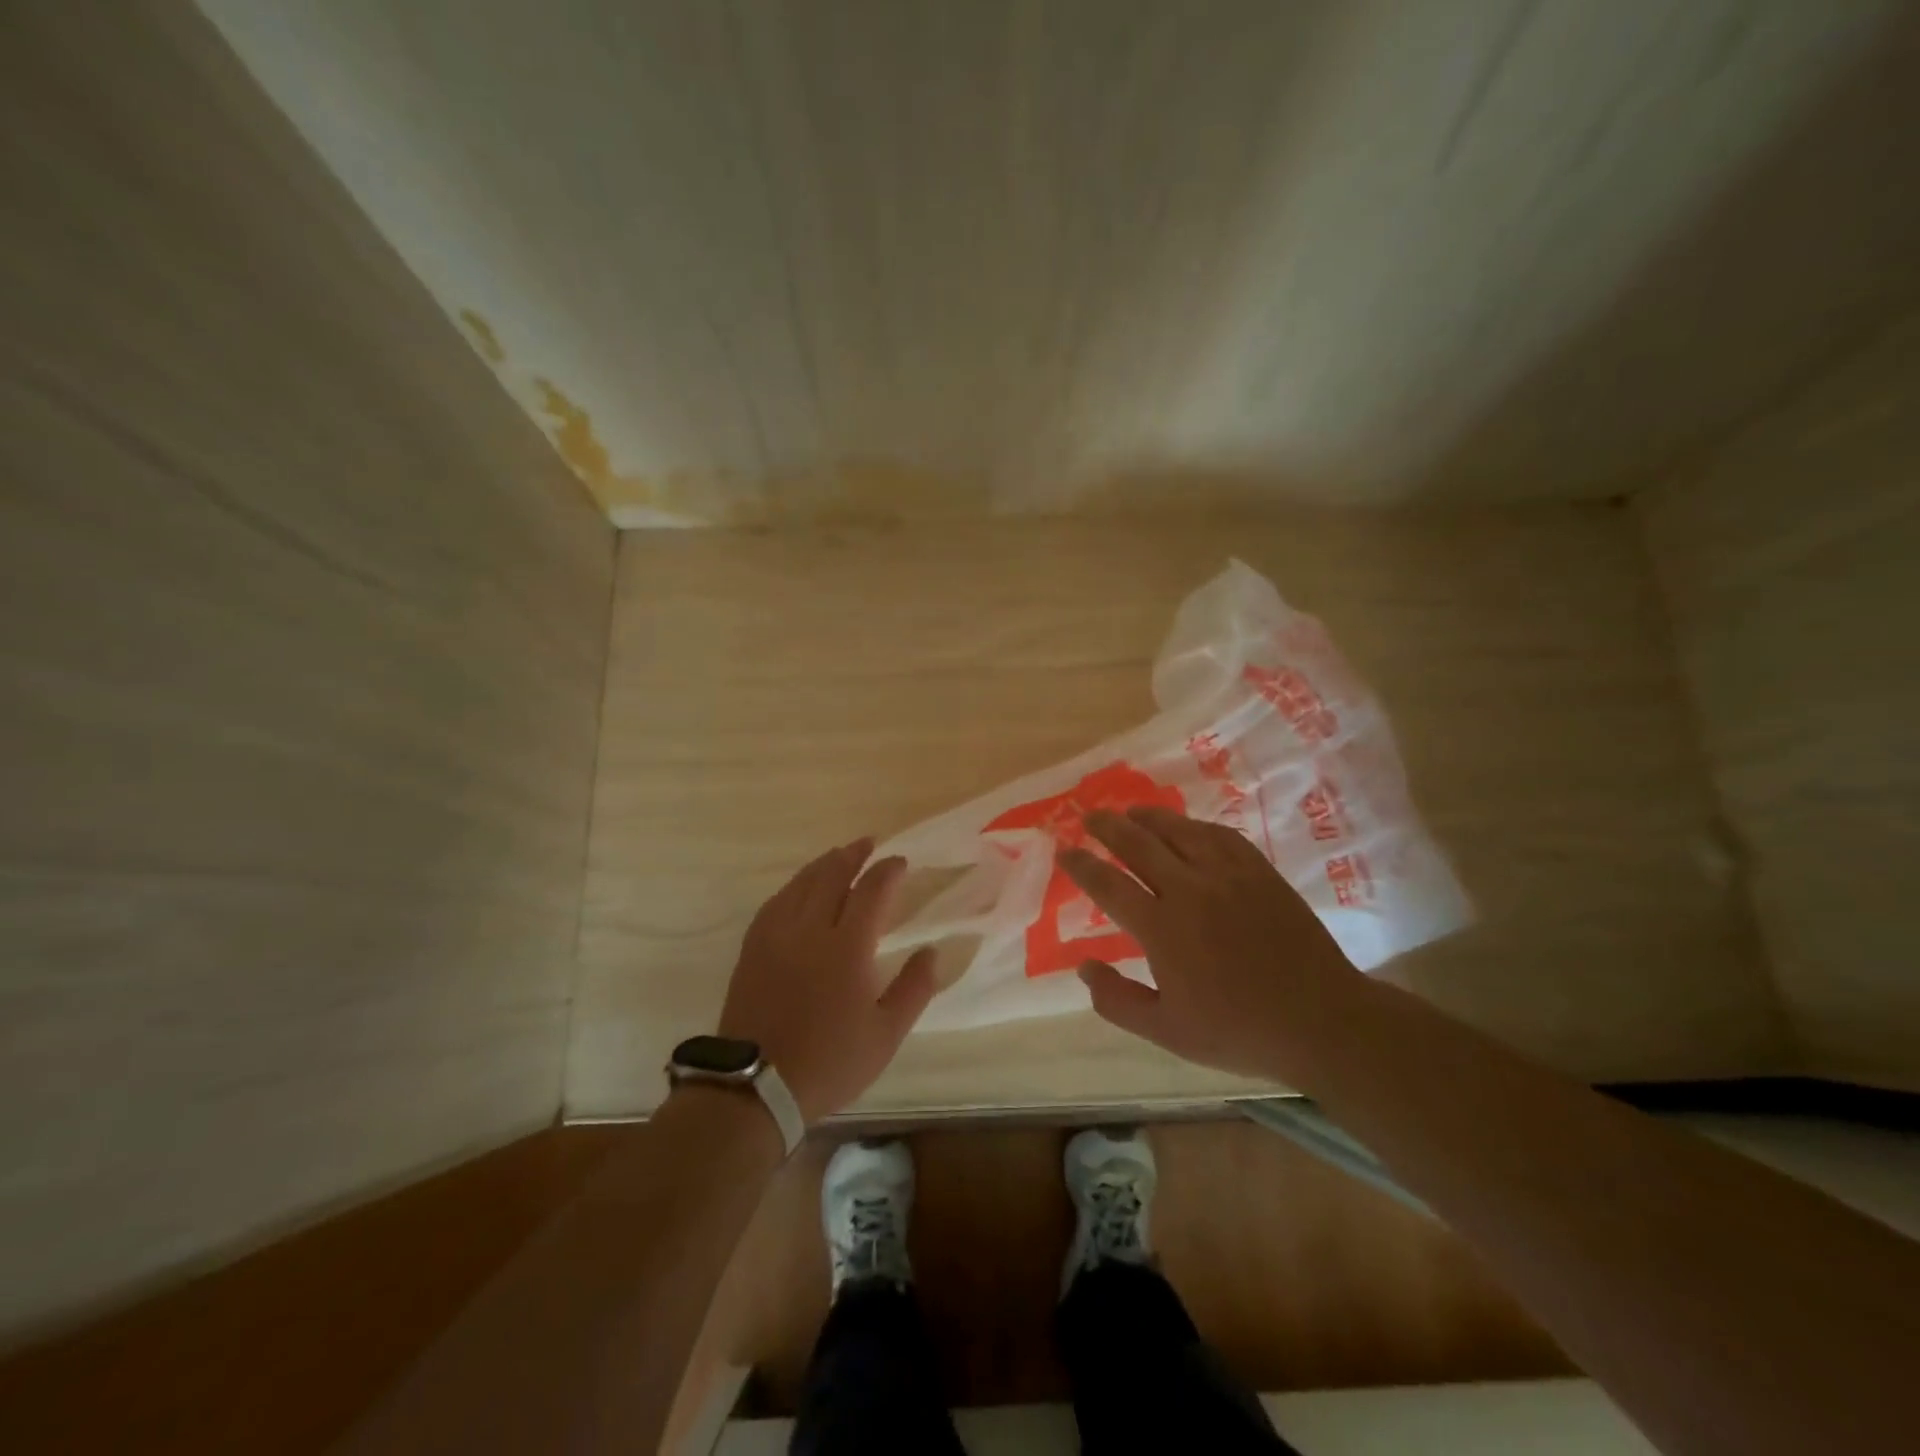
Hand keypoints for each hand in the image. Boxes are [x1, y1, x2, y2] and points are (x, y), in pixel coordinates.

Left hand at [716, 838, 937, 1122]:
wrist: (756, 1086)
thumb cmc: (830, 1062)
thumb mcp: (886, 1034)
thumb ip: (914, 988)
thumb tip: (932, 951)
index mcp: (847, 947)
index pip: (871, 890)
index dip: (888, 871)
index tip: (901, 862)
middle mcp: (810, 929)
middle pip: (832, 875)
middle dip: (854, 855)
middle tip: (869, 844)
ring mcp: (776, 936)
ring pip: (801, 883)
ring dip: (824, 864)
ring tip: (839, 856)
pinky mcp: (753, 948)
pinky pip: (776, 902)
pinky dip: (794, 886)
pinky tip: (799, 888)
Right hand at [1058, 807, 1361, 1082]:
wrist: (1321, 1021)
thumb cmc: (1238, 1031)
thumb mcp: (1166, 1032)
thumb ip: (1117, 1001)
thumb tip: (1083, 967)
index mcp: (1162, 929)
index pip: (1108, 885)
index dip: (1082, 865)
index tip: (1064, 851)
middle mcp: (1190, 890)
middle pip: (1138, 845)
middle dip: (1107, 827)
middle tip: (1088, 816)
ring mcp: (1228, 875)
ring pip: (1178, 831)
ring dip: (1147, 817)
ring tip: (1129, 812)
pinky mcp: (1259, 872)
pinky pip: (1219, 835)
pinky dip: (1194, 825)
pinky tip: (1186, 826)